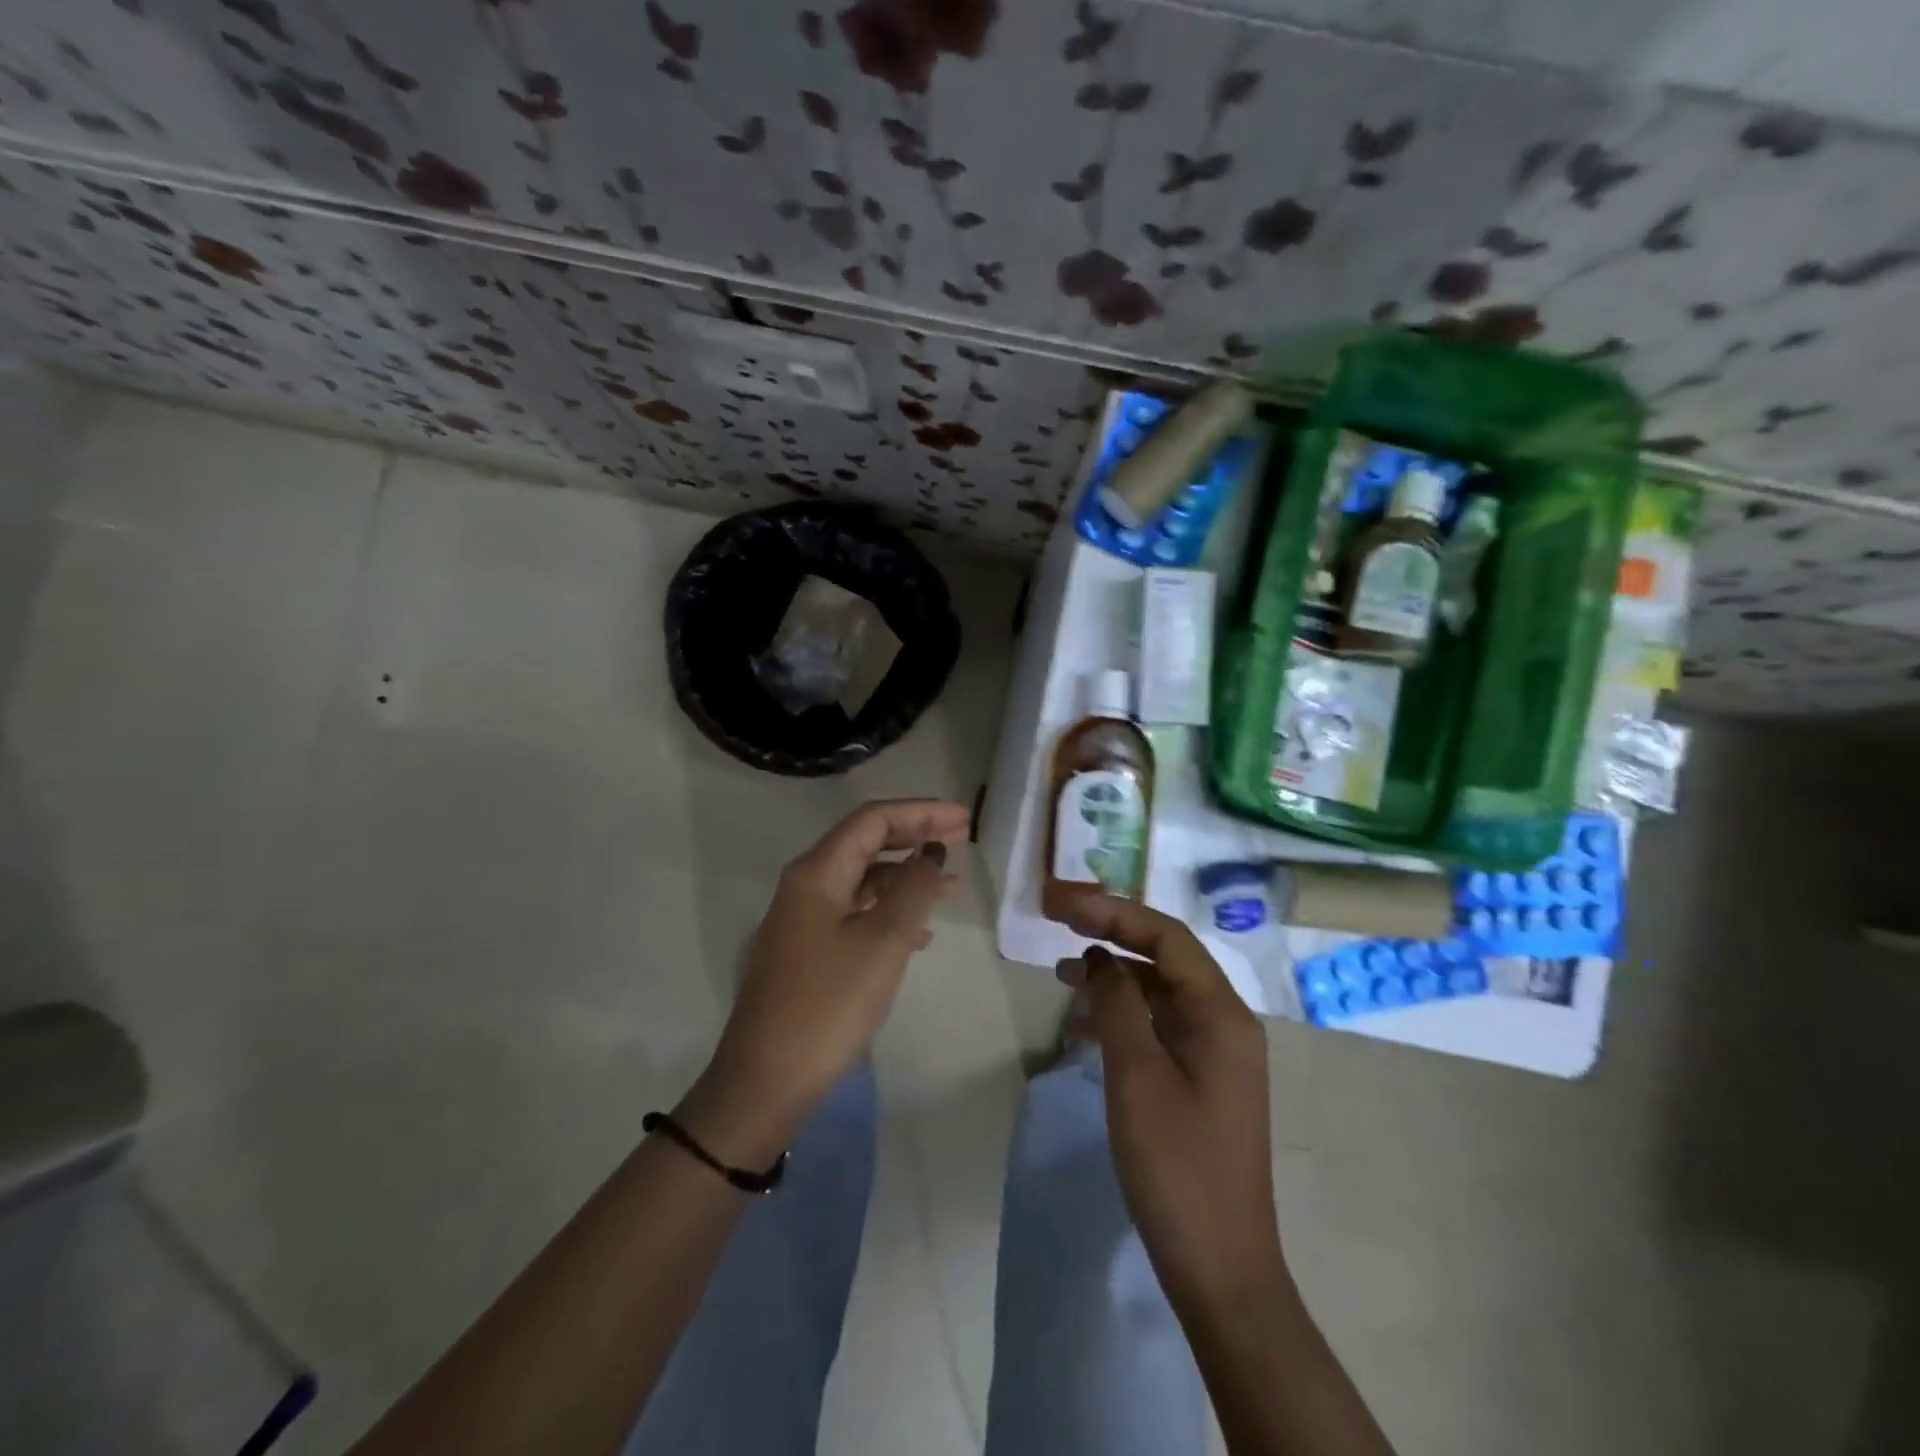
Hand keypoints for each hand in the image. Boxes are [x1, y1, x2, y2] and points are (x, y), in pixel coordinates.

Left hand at [681, 799, 967, 1163]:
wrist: (767, 1078)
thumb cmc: (829, 1002)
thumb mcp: (883, 941)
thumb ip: (913, 889)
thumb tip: (931, 852)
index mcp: (817, 871)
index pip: (873, 820)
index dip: (920, 812)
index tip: (962, 818)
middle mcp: (806, 884)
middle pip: (867, 843)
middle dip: (915, 836)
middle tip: (962, 837)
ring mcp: (804, 918)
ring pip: (863, 879)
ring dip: (906, 875)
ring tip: (951, 884)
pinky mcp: (808, 948)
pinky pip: (856, 911)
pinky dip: (890, 909)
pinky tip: (920, 932)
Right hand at [1061, 894, 1285, 1315]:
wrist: (1219, 1266)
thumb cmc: (1176, 1165)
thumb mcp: (1137, 1075)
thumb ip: (1118, 1004)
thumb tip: (1101, 958)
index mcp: (1222, 1014)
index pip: (1167, 937)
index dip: (1115, 913)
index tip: (1065, 906)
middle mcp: (1226, 1023)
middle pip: (1167, 958)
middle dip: (1113, 936)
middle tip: (1059, 925)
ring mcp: (1216, 1053)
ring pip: (1160, 993)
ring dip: (1115, 976)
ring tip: (1062, 973)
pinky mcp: (1202, 1080)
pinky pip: (1159, 1027)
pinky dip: (1123, 1015)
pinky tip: (1084, 1024)